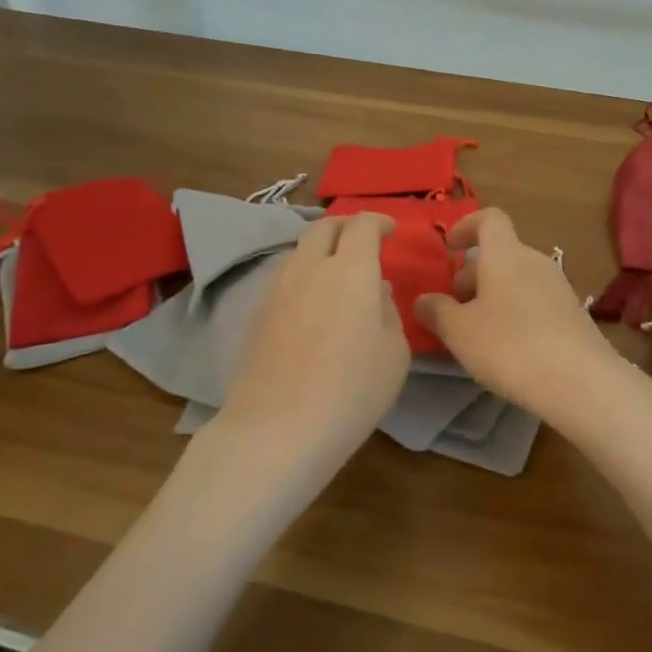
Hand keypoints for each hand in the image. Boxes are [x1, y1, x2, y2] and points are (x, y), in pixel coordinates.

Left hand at [210, 213, 410, 493]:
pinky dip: (305, 278)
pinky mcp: (258, 315)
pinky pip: (286, 280)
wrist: (277, 430)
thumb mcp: (394, 352)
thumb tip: (375, 291)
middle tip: (364, 243)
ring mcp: (278, 290)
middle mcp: (310, 268)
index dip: (378, 221)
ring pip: (300, 252)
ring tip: (339, 276)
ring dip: (322, 252)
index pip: (361, 225)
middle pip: (323, 227)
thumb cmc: (352, 390)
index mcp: (351, 269)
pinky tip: (314, 307)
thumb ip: (388, 311)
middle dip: (346, 226)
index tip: (392, 231)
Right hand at [414, 208, 635, 428]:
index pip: (489, 219)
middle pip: (500, 253)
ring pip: (517, 278)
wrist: (580, 381)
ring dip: (493, 296)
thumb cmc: (509, 346)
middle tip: (454, 308)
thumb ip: (437, 311)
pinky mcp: (573, 314)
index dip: (466, 227)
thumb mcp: (459, 331)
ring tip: (477, 332)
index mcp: (505, 254)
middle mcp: (534, 261)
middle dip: (473, 274)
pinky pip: (535, 300)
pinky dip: (515, 312)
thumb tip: (423, 299)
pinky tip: (508, 348)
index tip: (449, 249)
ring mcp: (558, 287)